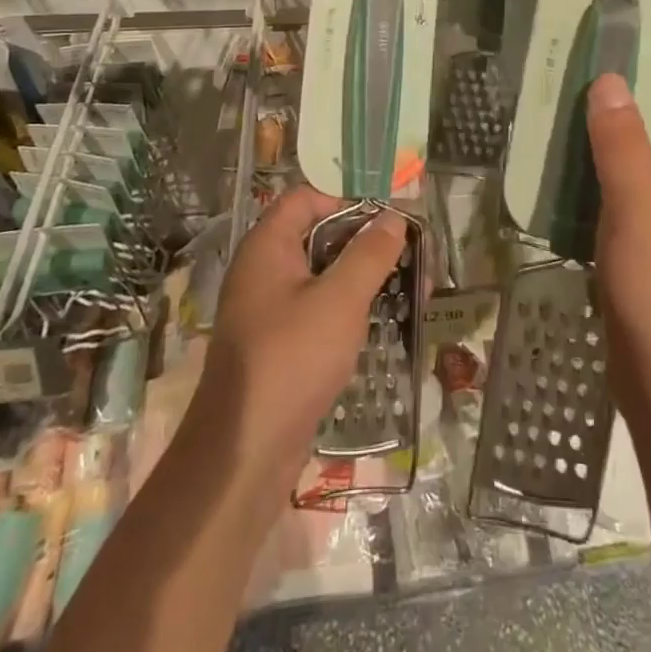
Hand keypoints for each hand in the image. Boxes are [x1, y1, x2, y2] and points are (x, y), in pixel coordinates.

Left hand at [199, 185, 407, 465]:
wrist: (243, 453)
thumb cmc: (291, 360)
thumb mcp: (340, 300)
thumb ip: (369, 255)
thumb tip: (393, 218)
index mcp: (267, 246)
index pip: (306, 198)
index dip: (346, 201)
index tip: (385, 223)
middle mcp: (262, 269)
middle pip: (317, 235)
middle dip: (363, 243)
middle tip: (407, 258)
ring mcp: (267, 309)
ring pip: (320, 275)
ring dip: (361, 278)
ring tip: (406, 292)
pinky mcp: (277, 344)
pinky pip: (315, 309)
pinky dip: (346, 309)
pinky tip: (378, 325)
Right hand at [585, 71, 650, 419]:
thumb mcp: (639, 208)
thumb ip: (621, 143)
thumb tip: (610, 82)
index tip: (642, 75)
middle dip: (640, 121)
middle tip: (590, 103)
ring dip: (620, 158)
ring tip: (572, 139)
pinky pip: (644, 211)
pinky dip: (615, 194)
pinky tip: (574, 191)